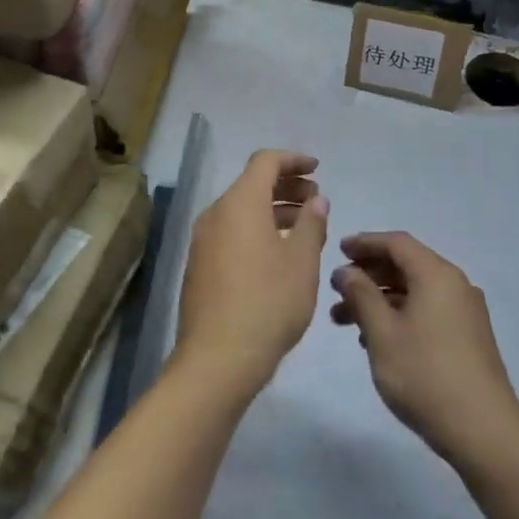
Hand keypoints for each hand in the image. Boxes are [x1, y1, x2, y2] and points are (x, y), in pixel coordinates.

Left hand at [176, 150, 328, 397]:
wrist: (218, 359)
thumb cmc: (268, 303)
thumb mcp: (302, 262)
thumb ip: (312, 224)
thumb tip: (316, 200)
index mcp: (240, 203)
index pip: (265, 161)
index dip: (293, 160)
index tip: (317, 169)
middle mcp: (216, 214)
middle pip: (252, 184)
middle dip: (286, 186)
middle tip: (316, 200)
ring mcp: (204, 241)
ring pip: (242, 210)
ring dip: (274, 211)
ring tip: (305, 227)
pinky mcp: (200, 266)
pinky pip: (232, 232)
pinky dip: (258, 230)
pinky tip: (280, 254)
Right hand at [329, 232, 518, 469]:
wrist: (483, 430)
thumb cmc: (425, 375)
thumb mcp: (382, 333)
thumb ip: (361, 296)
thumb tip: (347, 271)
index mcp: (436, 274)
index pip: (397, 243)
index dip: (365, 243)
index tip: (338, 251)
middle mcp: (455, 284)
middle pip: (407, 265)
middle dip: (369, 275)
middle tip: (337, 291)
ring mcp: (465, 311)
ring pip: (415, 291)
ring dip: (381, 299)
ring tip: (346, 322)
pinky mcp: (469, 336)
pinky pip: (428, 310)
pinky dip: (400, 314)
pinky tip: (378, 340)